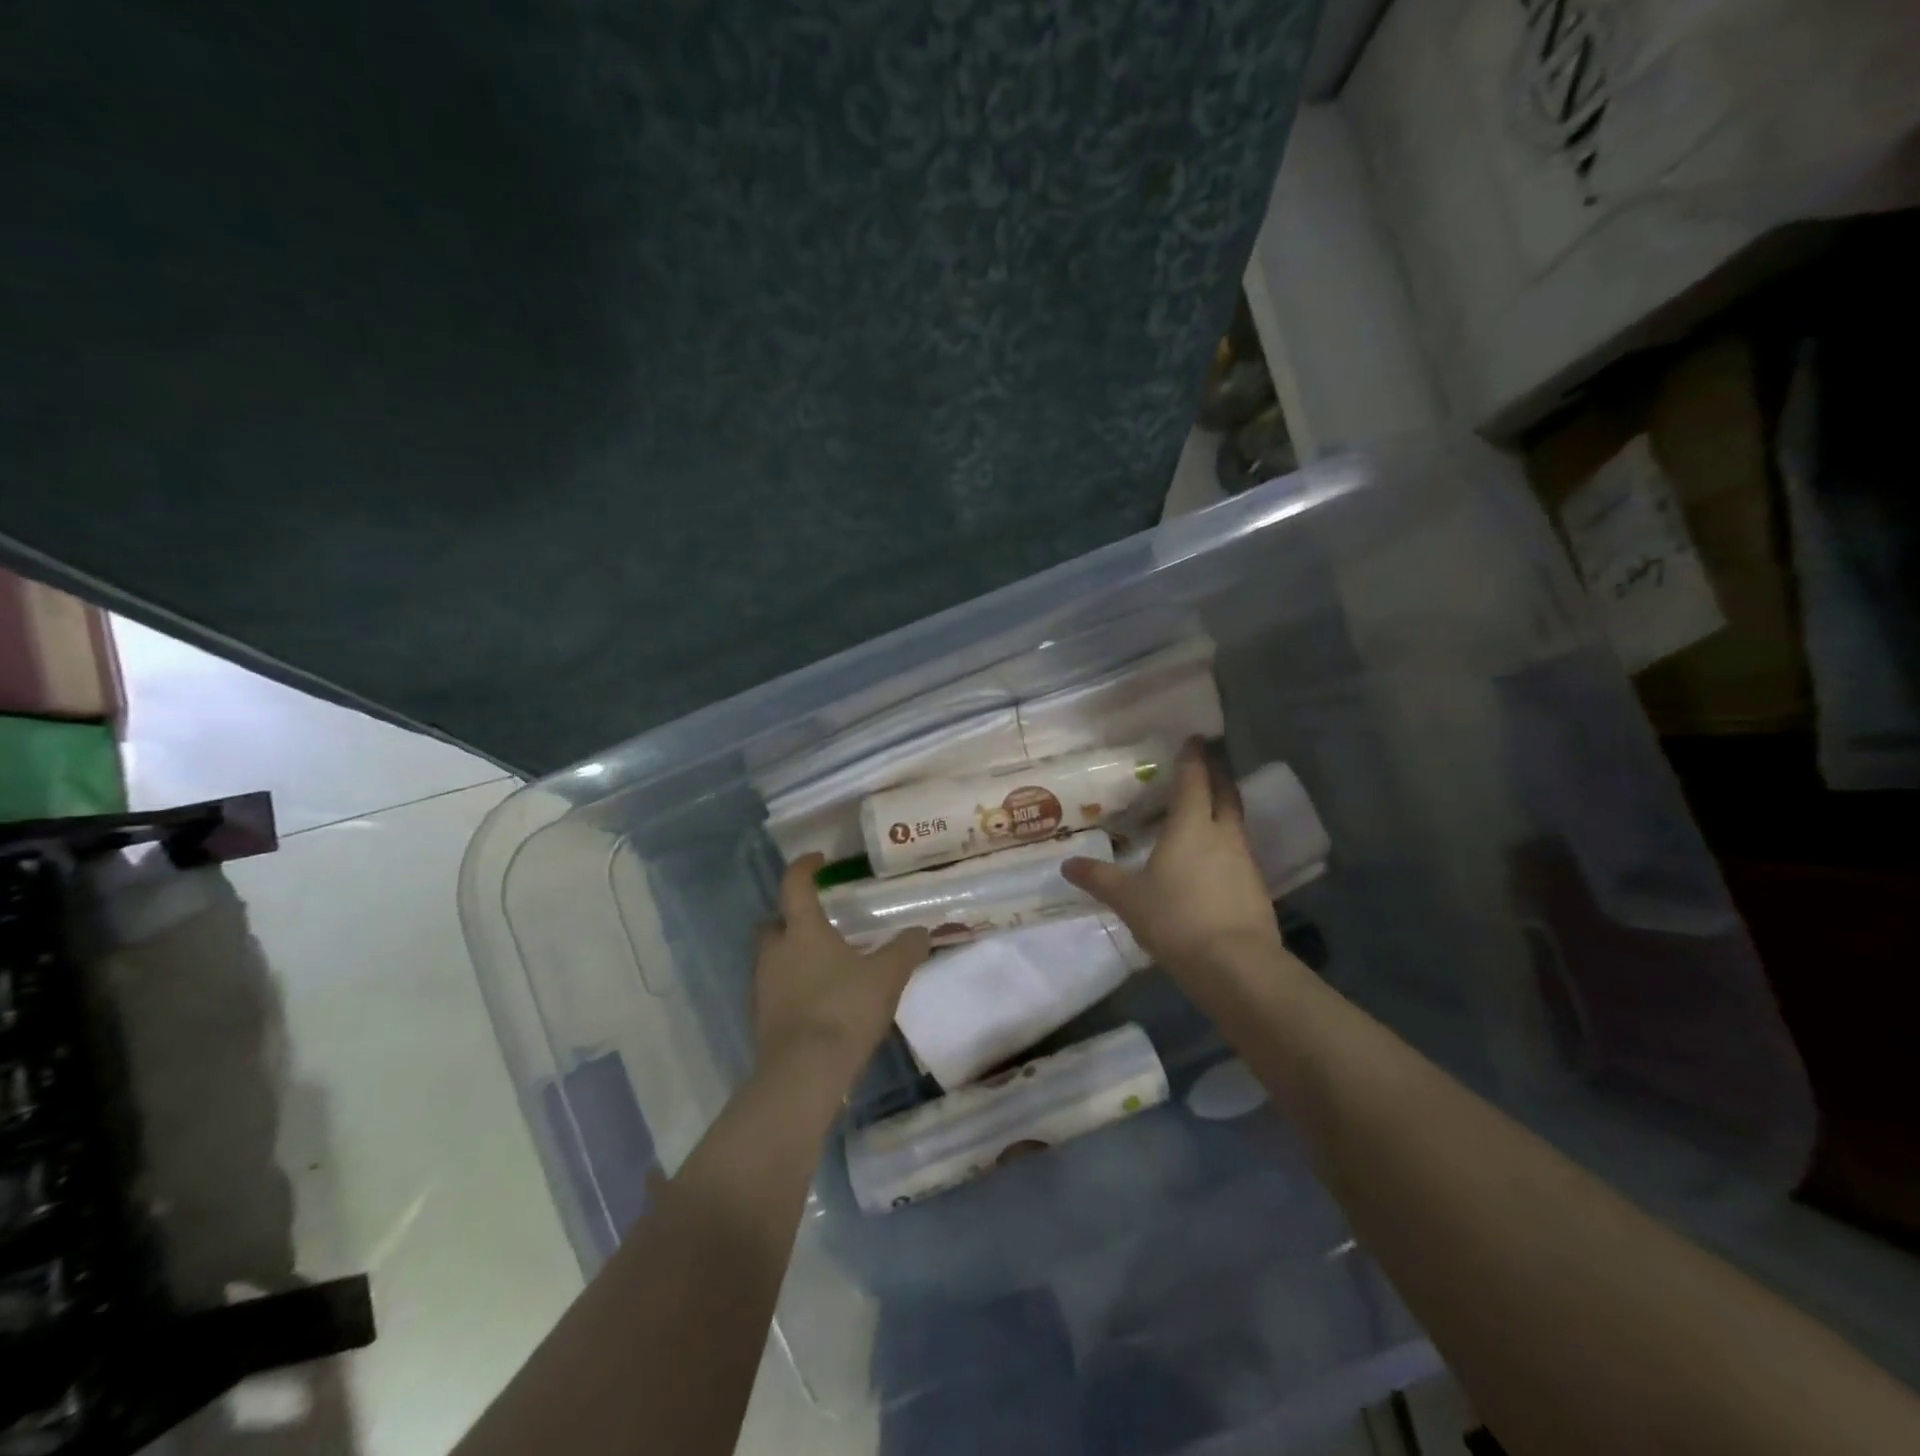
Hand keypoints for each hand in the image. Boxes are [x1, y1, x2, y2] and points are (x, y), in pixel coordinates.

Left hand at [753, 854, 929, 1087]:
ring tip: (826, 963)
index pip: (795, 885)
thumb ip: (906, 950)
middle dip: (792, 918)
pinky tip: (818, 999)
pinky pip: (776, 988)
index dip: (805, 868)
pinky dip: (792, 985)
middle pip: (775, 923)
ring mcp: (762, 986)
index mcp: (802, 931)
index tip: (818, 860)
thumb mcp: (886, 976)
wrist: (804, 1073)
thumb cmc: (844, 1009)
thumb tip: (922, 931)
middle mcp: (775, 951)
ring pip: (773, 957)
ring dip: (793, 954)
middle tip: (819, 921)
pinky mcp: (761, 1018)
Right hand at [1063, 738, 1282, 972]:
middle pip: (1225, 794)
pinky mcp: (1256, 888)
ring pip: (1235, 824)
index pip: (1194, 780)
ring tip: (1205, 813)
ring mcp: (1245, 861)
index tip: (1193, 739)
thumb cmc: (1175, 918)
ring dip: (1223, 811)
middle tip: (1206, 766)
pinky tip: (1213, 862)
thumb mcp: (1128, 899)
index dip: (1193, 758)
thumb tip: (1067, 865)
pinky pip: (1239, 854)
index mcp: (1191, 826)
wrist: (1234, 964)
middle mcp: (1223, 834)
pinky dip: (1226, 846)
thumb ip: (1098, 878)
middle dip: (1217, 776)